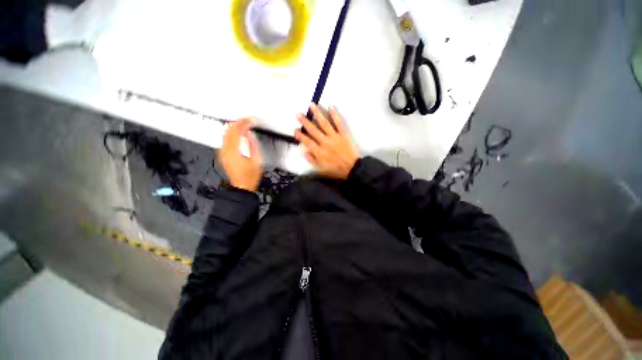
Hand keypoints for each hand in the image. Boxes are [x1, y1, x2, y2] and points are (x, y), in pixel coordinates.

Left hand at [220, 118, 262, 191]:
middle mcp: (225, 150)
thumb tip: (249, 134)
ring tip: (241, 123)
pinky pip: (224, 140)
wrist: (242, 187)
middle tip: (246, 119)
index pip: (237, 132)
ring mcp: (222, 153)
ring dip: (232, 128)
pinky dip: (230, 134)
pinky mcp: (223, 155)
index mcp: (234, 151)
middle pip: (228, 131)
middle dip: (237, 123)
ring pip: (224, 135)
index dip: (243, 124)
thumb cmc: (251, 176)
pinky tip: (235, 132)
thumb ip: (252, 146)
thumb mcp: (256, 161)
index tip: (251, 120)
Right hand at [295, 104, 359, 179]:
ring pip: (324, 124)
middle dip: (305, 121)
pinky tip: (331, 107)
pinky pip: (338, 124)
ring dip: (317, 114)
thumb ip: (311, 159)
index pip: (307, 141)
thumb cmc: (335, 170)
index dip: (300, 135)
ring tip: (312, 105)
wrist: (351, 168)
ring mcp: (334, 137)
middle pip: (313, 130)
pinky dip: (335, 115)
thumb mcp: (320, 169)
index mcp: (319, 152)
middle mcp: (325, 142)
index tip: (295, 130)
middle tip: (298, 114)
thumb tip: (303, 150)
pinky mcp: (343, 135)